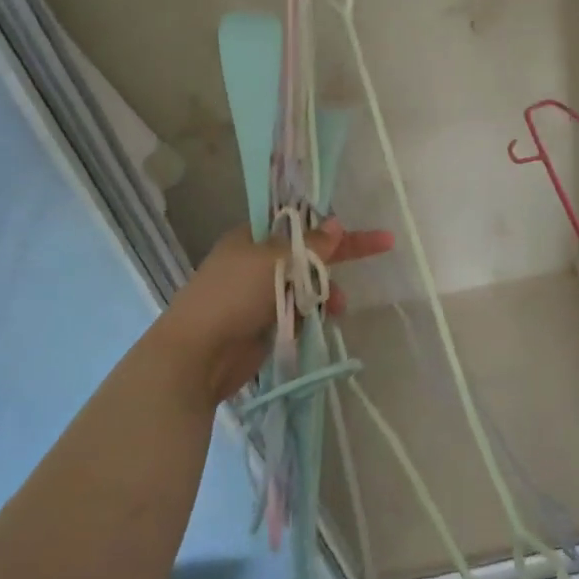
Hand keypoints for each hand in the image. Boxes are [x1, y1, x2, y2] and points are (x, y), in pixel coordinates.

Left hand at [155, 220, 393, 409]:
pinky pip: (298, 311)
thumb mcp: (274, 262)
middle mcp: (255, 262)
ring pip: (306, 284)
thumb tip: (336, 225)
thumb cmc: (232, 296)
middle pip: (306, 253)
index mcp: (251, 238)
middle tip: (381, 247)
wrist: (196, 355)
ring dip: (326, 291)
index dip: (332, 225)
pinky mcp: (264, 324)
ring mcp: (259, 295)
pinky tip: (323, 322)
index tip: (361, 227)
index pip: (299, 224)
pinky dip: (313, 313)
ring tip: (339, 307)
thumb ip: (310, 245)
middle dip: (339, 256)